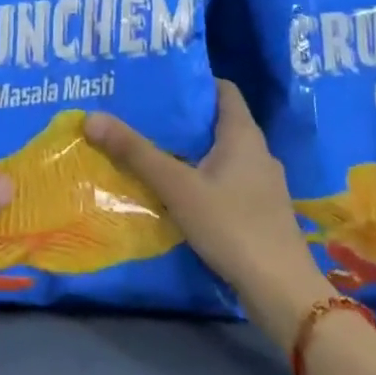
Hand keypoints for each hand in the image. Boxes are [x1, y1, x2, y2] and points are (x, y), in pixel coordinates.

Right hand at [86, 80, 328, 346]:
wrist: (282, 292)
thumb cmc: (232, 226)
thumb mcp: (177, 187)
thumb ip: (135, 152)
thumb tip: (92, 117)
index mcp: (243, 134)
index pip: (223, 89)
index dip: (194, 82)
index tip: (160, 83)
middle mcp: (258, 151)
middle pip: (218, 121)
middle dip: (183, 118)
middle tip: (144, 116)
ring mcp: (263, 184)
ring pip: (222, 154)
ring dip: (192, 151)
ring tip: (155, 151)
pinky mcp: (261, 211)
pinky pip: (228, 180)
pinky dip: (204, 178)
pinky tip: (179, 193)